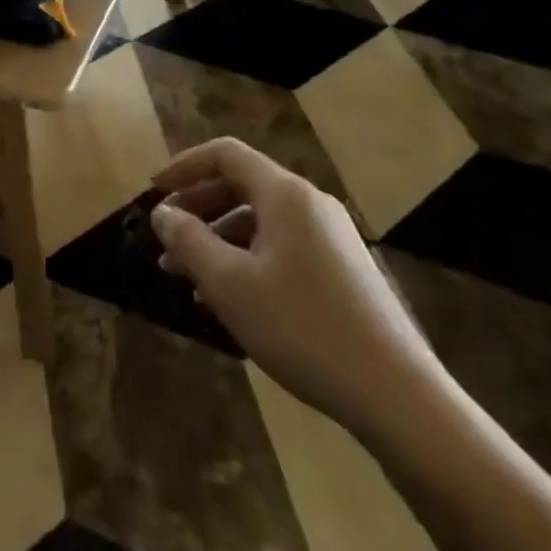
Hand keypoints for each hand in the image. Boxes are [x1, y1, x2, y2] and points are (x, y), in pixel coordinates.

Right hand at [151, 138, 445, 443]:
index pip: (225, 154)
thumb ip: (188, 240)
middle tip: (165, 238)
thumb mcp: (229, 284)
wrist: (396, 396)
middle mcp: (310, 205)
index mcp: (284, 194)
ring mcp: (331, 238)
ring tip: (186, 277)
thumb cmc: (302, 328)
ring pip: (259, 221)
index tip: (153, 192)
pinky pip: (281, 247)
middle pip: (241, 185)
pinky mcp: (342, 271)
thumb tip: (162, 213)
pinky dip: (246, 259)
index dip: (184, 166)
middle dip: (197, 207)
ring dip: (218, 239)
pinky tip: (229, 299)